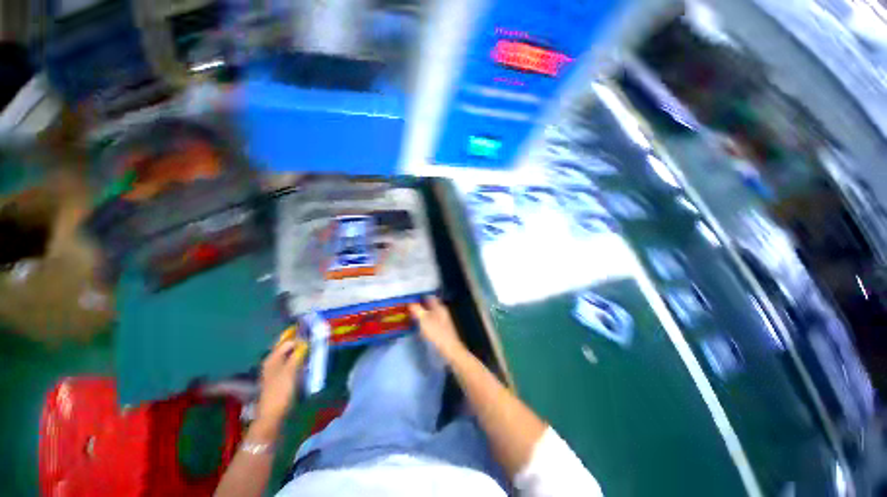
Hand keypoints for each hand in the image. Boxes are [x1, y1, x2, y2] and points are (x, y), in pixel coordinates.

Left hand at [256, 339, 307, 432]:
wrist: (273, 415)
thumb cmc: (280, 391)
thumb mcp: (291, 370)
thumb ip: (298, 353)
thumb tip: (307, 340)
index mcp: (273, 358)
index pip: (289, 341)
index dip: (301, 337)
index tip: (315, 335)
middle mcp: (273, 361)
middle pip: (288, 347)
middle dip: (301, 343)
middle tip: (316, 340)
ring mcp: (277, 370)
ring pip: (291, 355)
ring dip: (302, 352)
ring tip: (315, 350)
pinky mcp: (282, 378)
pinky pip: (292, 363)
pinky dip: (300, 360)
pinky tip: (308, 362)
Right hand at [409, 297, 465, 360]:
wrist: (450, 349)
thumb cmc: (437, 333)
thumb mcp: (424, 320)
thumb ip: (417, 310)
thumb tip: (410, 302)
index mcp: (439, 307)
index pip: (429, 297)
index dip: (420, 296)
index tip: (410, 297)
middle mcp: (442, 311)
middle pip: (429, 305)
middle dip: (419, 305)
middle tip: (407, 306)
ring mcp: (442, 320)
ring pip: (430, 313)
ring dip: (421, 313)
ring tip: (410, 314)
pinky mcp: (441, 328)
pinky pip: (431, 320)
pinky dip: (424, 320)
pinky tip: (418, 324)